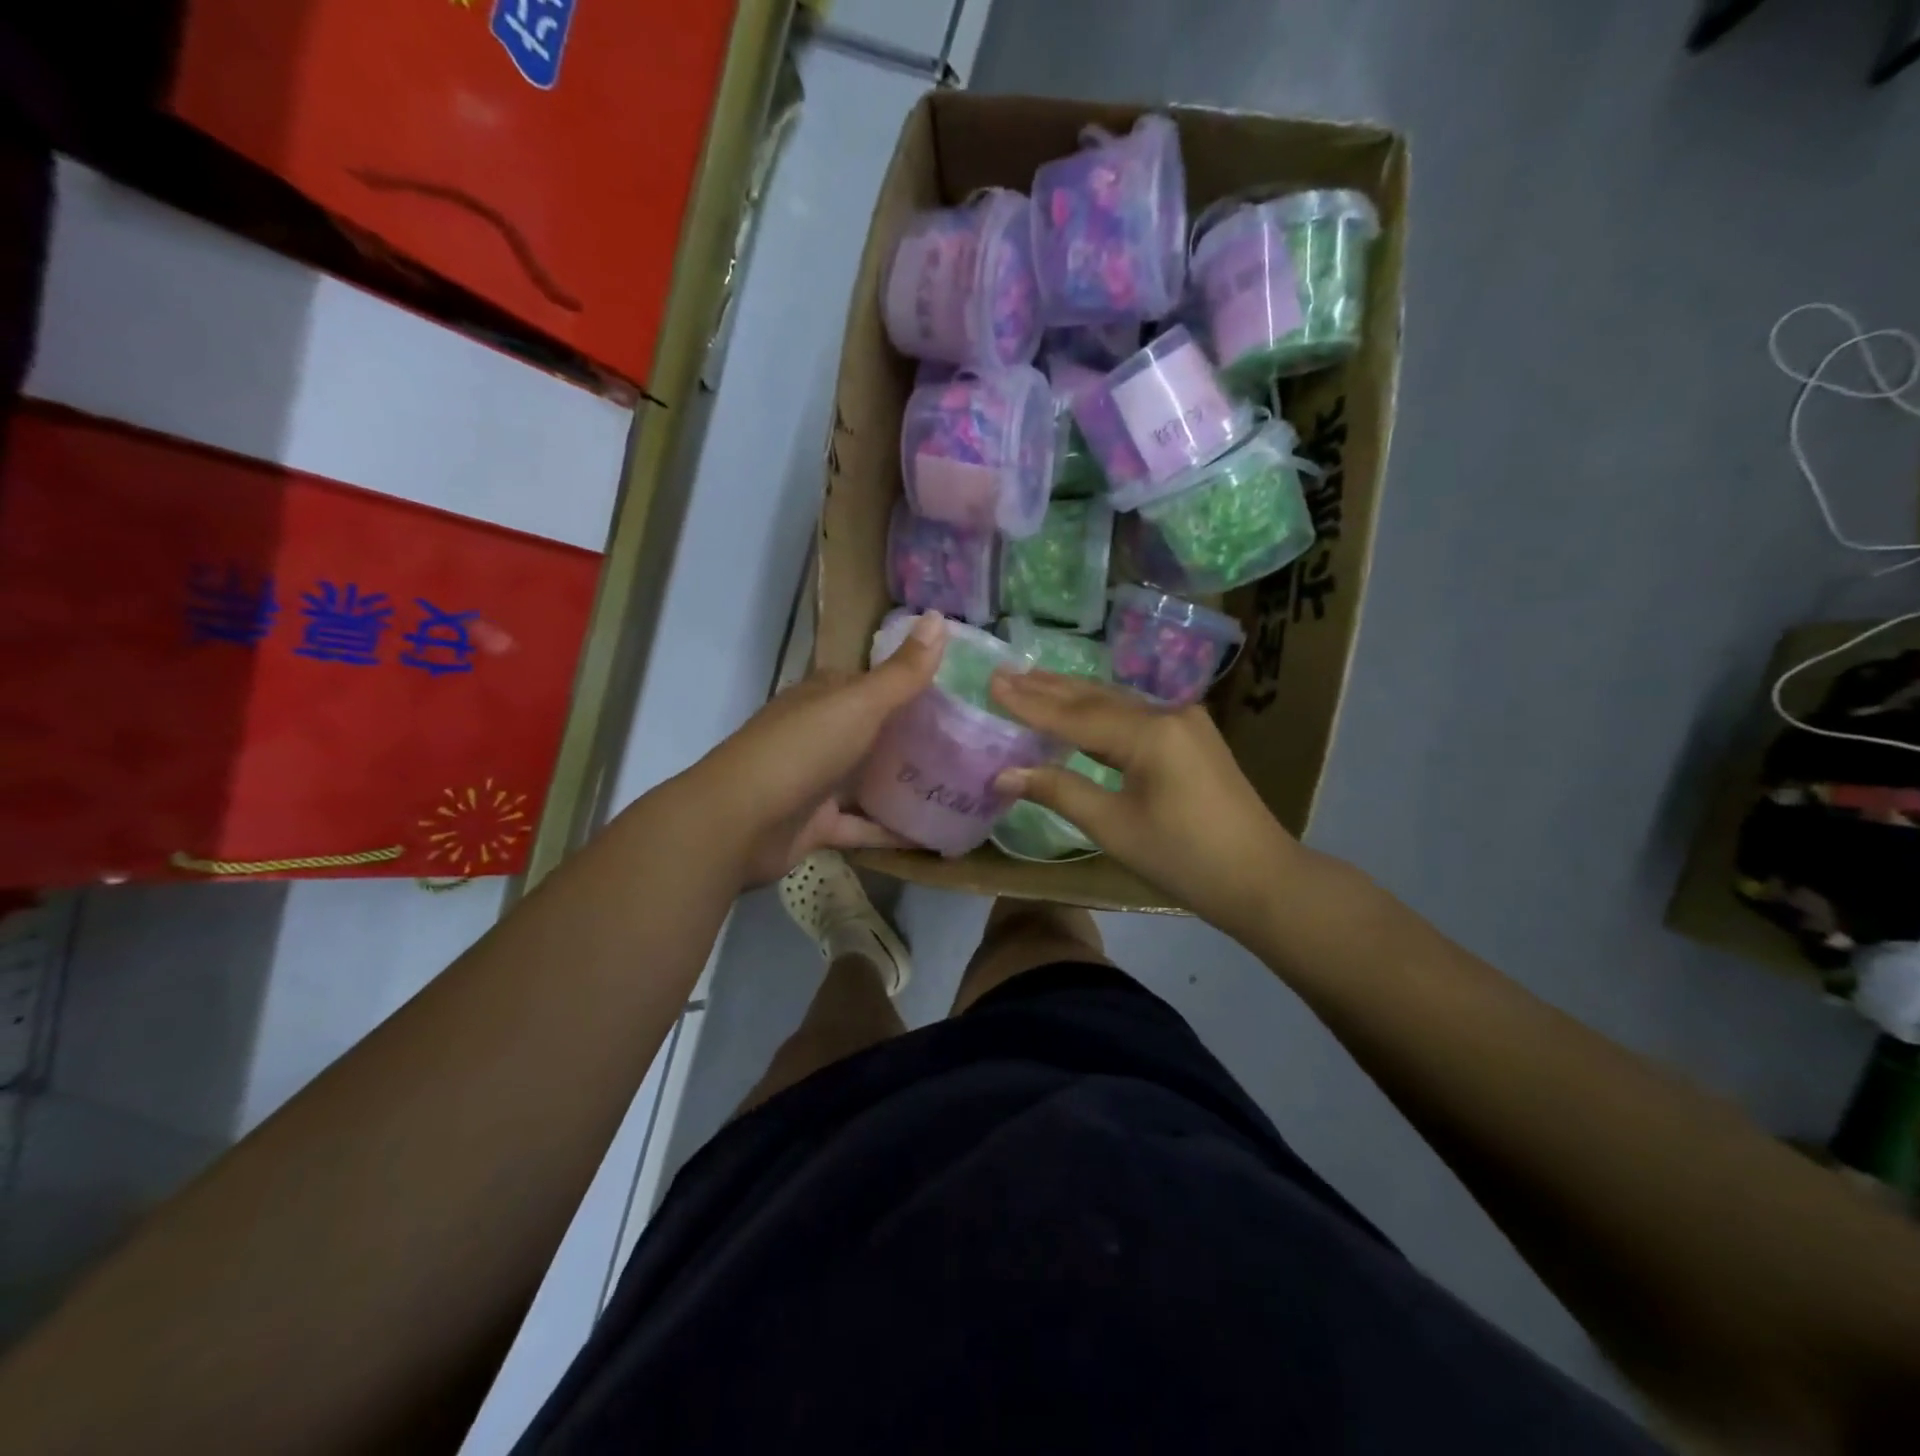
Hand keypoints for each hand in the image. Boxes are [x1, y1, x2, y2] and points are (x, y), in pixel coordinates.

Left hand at [690, 611, 945, 886]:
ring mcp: (816, 781)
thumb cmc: (802, 751)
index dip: (910, 684)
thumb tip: (938, 617)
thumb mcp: (859, 704)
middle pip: (874, 732)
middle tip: (970, 745)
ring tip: (960, 788)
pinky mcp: (817, 824)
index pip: (871, 683)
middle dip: (915, 738)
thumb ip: (902, 672)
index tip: (958, 694)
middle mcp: (819, 735)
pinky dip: (890, 831)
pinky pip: (862, 825)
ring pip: (868, 779)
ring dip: (904, 784)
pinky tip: (932, 836)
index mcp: (824, 698)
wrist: (738, 823)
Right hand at [988, 671, 1305, 936]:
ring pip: (1116, 702)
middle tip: (1005, 673)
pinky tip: (1080, 707)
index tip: (991, 682)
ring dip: (1073, 694)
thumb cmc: (1183, 858)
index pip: (1074, 715)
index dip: (1029, 703)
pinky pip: (1134, 713)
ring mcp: (1184, 721)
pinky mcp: (1192, 735)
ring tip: (1032, 680)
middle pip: (1095, 698)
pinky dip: (1100, 711)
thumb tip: (1004, 772)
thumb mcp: (1114, 827)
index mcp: (1149, 734)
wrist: (1261, 878)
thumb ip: (1059, 791)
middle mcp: (1167, 713)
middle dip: (1048, 688)